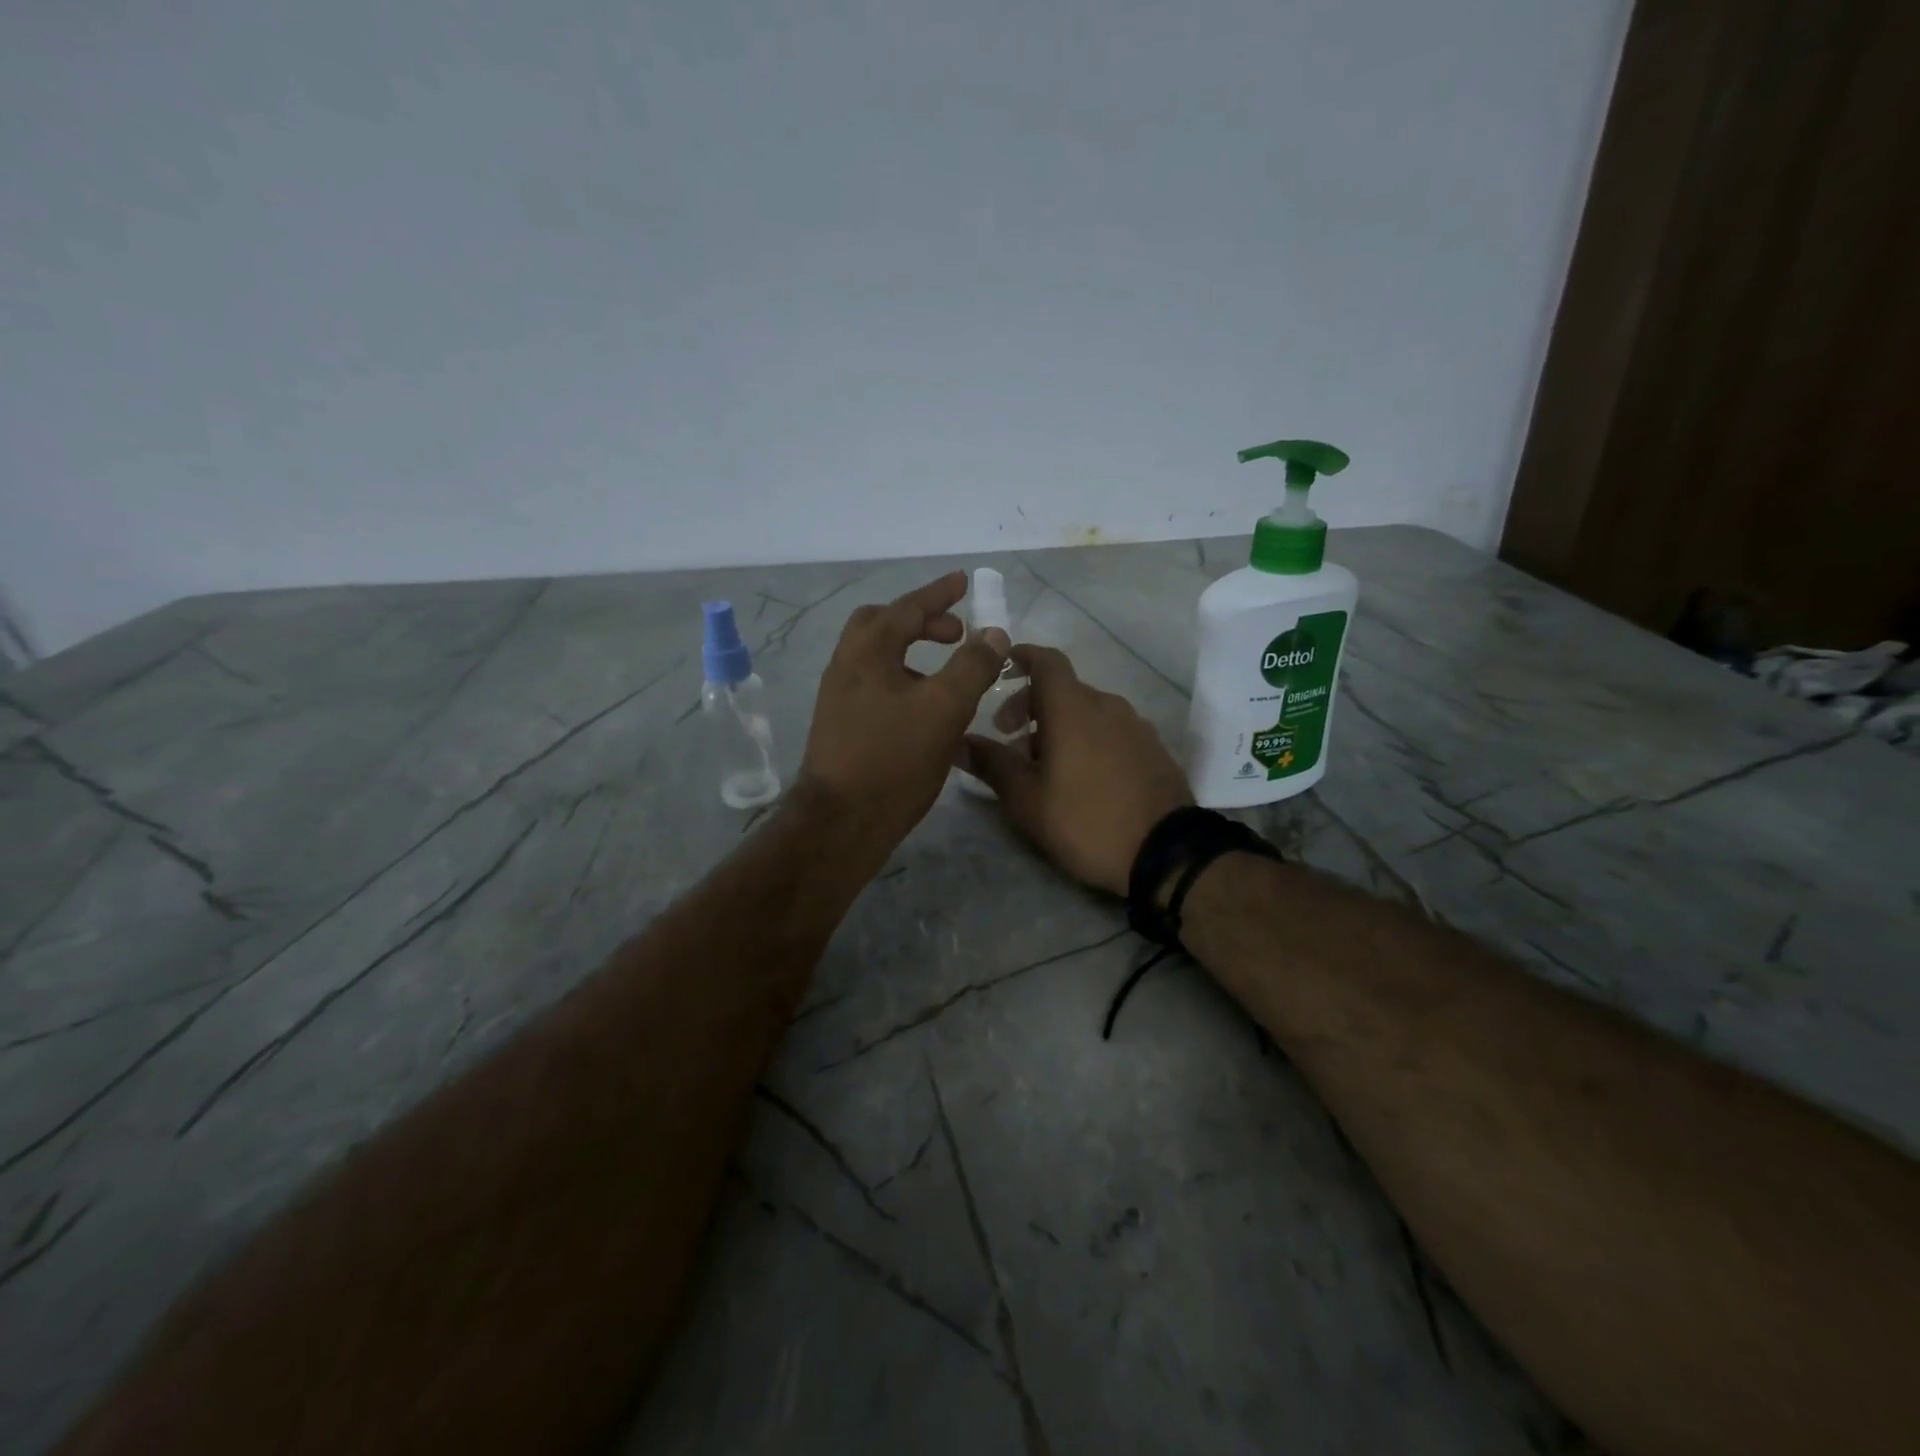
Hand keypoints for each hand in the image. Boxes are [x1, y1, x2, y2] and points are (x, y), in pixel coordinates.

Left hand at [797, 572, 1009, 857]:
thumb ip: (972, 666)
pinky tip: (924, 709)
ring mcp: (838, 697)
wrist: (840, 822)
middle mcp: (846, 666)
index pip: (907, 608)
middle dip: (920, 621)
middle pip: (881, 625)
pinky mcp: (840, 725)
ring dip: (911, 652)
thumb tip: (993, 634)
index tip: (963, 582)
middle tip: (955, 633)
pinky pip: (874, 685)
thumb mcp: (944, 708)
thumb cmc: (893, 759)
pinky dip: (902, 679)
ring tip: (946, 673)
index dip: (939, 594)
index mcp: (867, 651)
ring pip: (876, 657)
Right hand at [962, 645, 1191, 894]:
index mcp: (1073, 708)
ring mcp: (1136, 726)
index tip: (1001, 667)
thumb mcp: (1027, 799)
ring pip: (1088, 711)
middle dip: (1030, 704)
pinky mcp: (1153, 749)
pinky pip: (1111, 730)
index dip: (1021, 657)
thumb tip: (959, 741)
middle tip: (1008, 736)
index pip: (1045, 661)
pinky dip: (1088, 738)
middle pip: (1063, 689)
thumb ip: (992, 763)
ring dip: (1059, 725)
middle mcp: (1107, 705)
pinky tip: (1081, 775)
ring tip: (1043, 764)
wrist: (1166, 853)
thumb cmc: (1086, 821)